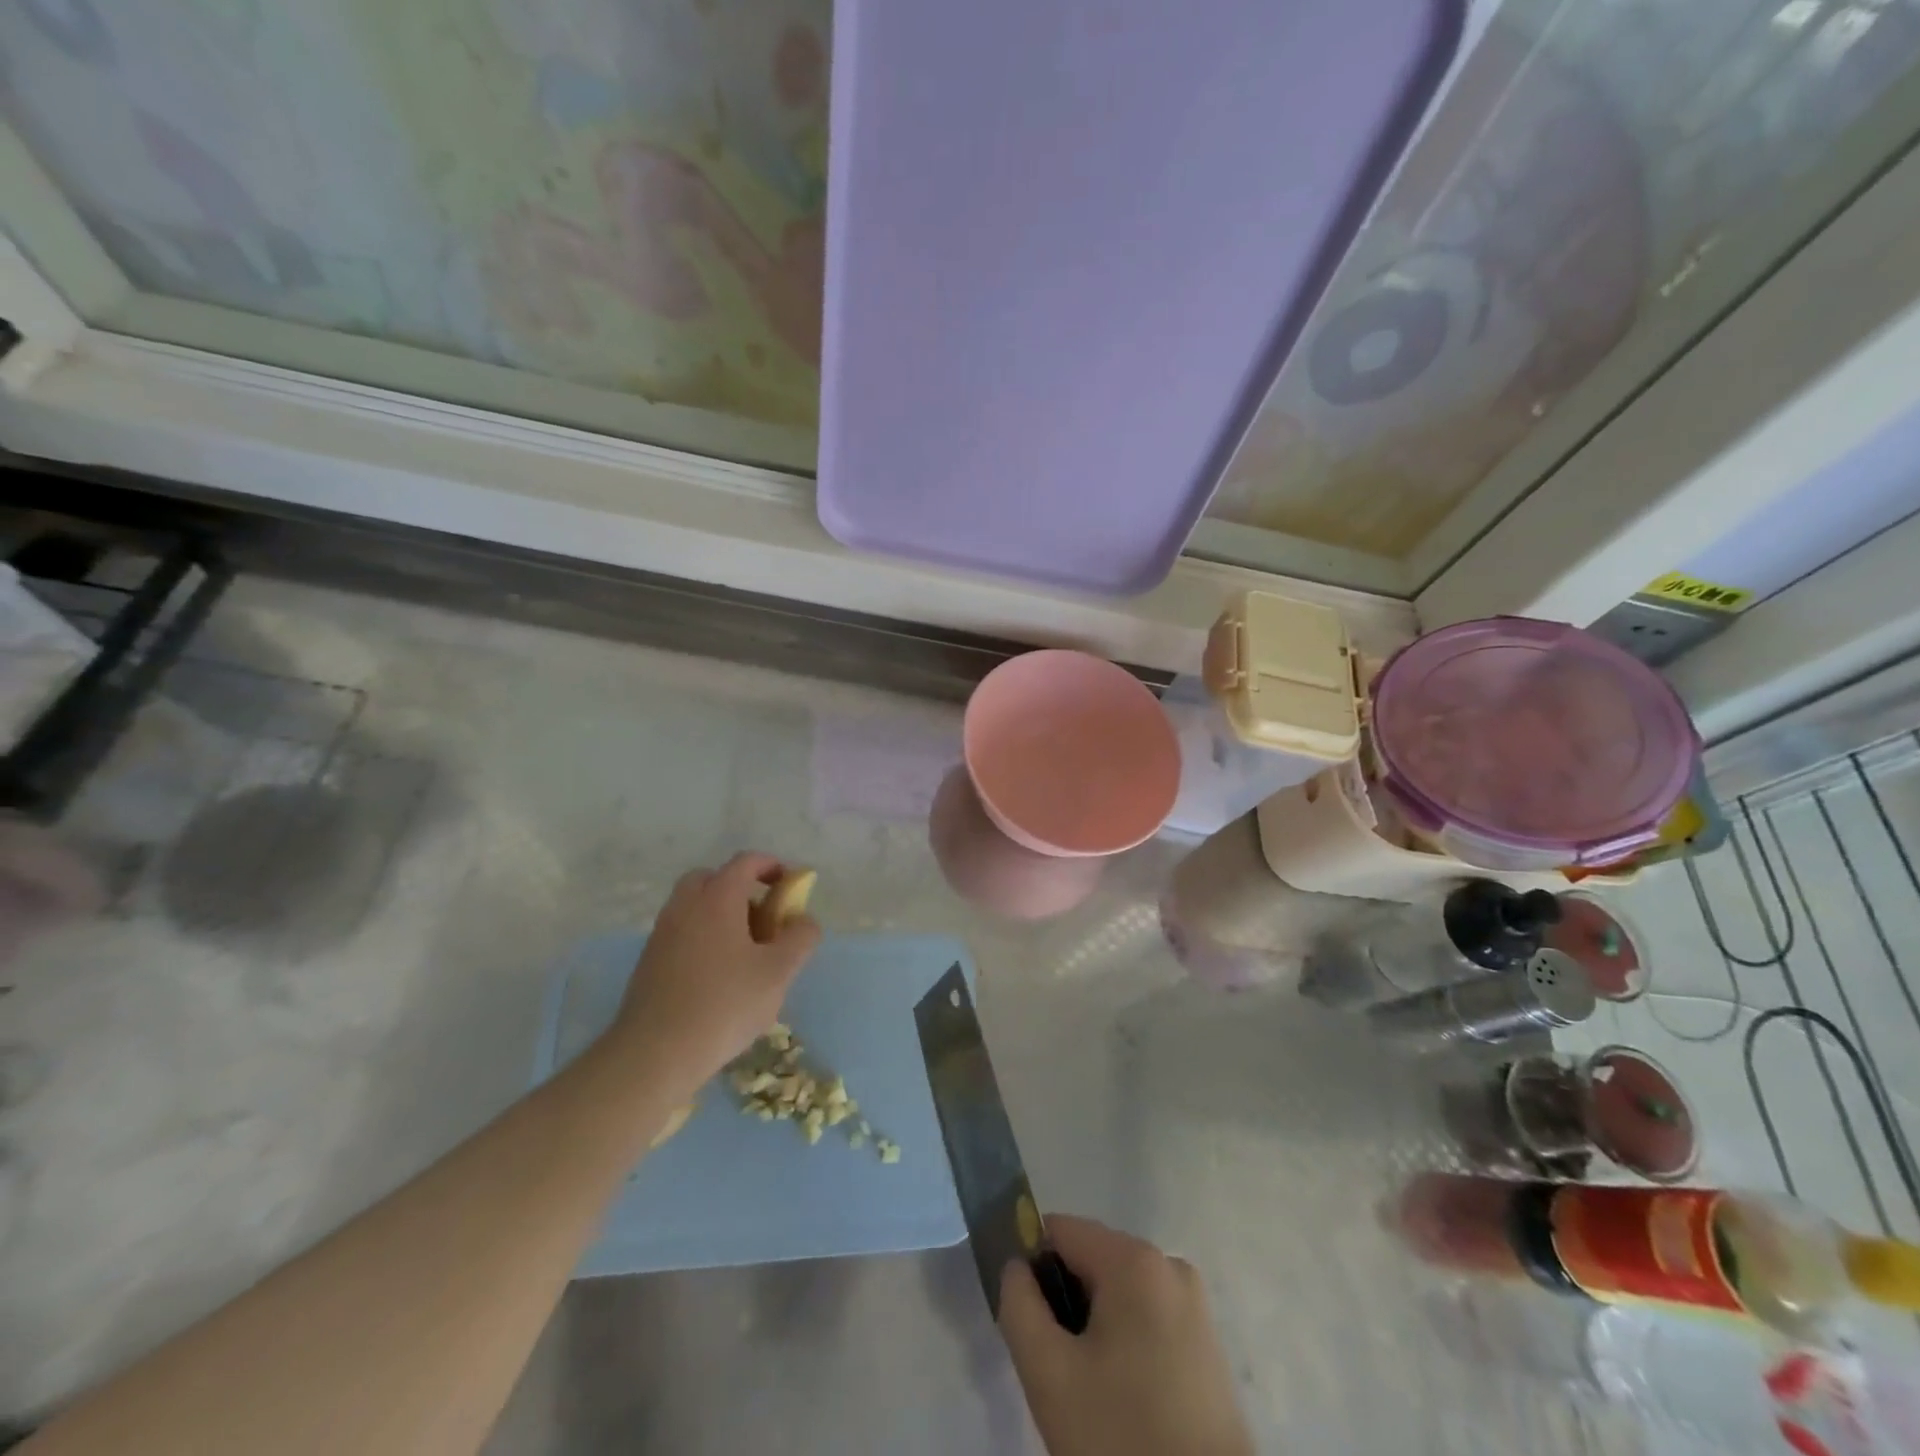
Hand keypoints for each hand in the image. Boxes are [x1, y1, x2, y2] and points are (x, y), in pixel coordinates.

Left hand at [606, 853, 820, 1097]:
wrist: (654, 1054)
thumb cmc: (724, 1005)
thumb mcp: (779, 972)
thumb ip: (801, 938)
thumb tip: (804, 921)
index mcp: (717, 898)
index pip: (745, 862)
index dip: (771, 866)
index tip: (789, 885)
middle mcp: (684, 906)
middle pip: (712, 879)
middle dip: (740, 889)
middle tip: (762, 919)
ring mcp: (662, 934)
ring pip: (694, 907)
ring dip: (721, 916)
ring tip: (744, 953)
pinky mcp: (648, 962)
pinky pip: (682, 933)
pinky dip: (702, 938)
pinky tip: (718, 977)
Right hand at [1000, 1217, 1252, 1455]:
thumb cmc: (1123, 1436)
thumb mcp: (1049, 1374)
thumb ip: (1018, 1305)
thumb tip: (1016, 1266)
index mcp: (1134, 1258)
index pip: (1060, 1232)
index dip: (1033, 1270)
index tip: (1031, 1325)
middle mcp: (1169, 1264)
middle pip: (1090, 1261)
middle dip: (1066, 1304)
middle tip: (1061, 1369)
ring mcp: (1194, 1304)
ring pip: (1117, 1293)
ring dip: (1093, 1327)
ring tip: (1092, 1392)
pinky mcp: (1207, 1342)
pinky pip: (1146, 1317)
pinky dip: (1124, 1344)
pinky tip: (1124, 1400)